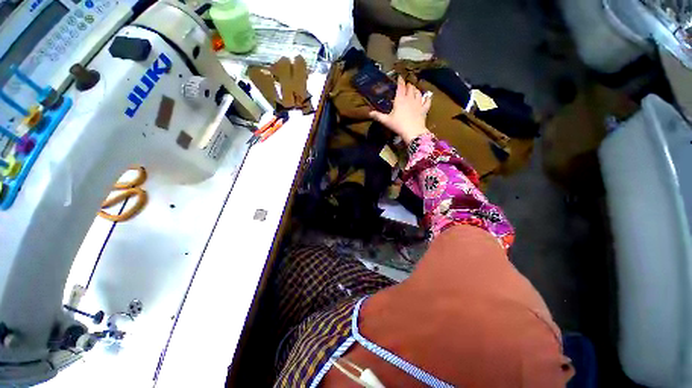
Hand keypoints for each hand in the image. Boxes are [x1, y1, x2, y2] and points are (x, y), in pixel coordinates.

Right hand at [369, 77, 431, 143]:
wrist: (413, 131)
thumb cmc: (398, 125)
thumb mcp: (386, 121)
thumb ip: (378, 116)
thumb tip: (369, 113)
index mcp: (400, 99)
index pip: (400, 87)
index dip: (400, 81)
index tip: (399, 77)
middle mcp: (410, 98)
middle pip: (410, 88)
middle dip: (408, 85)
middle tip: (406, 85)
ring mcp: (419, 103)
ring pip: (418, 92)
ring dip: (416, 89)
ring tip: (414, 89)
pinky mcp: (424, 109)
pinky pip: (427, 101)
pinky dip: (427, 98)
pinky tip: (427, 96)